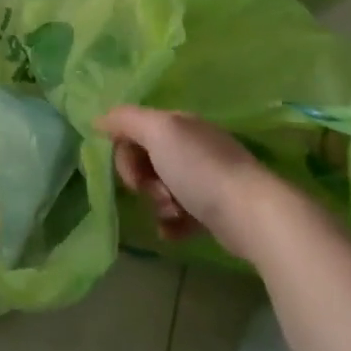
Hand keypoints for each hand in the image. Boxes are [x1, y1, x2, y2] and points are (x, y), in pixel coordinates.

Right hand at [95, 105, 303, 260]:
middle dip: (142, 181)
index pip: (134, 131)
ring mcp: (204, 179)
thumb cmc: (200, 169)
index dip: (125, 154)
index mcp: (179, 125)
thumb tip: (99, 119)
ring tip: (172, 213)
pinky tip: (174, 231)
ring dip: (156, 204)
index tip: (132, 173)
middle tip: (156, 194)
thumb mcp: (158, 131)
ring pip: (160, 190)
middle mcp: (192, 147)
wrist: (251, 214)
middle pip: (145, 161)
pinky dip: (171, 224)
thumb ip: (126, 120)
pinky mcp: (213, 210)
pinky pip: (178, 215)